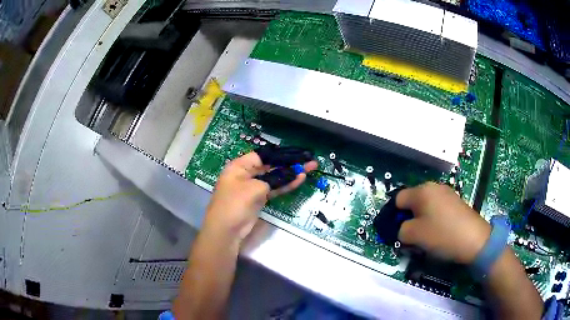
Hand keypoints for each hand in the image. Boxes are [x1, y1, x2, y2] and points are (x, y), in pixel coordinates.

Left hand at [202, 152, 317, 243]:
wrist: (226, 231)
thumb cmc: (235, 204)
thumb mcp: (254, 188)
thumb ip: (274, 179)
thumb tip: (291, 173)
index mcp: (239, 166)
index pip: (262, 155)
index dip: (280, 154)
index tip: (297, 153)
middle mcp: (245, 174)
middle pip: (270, 166)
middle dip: (289, 163)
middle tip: (309, 160)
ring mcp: (252, 187)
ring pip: (274, 178)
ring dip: (290, 174)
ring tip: (310, 167)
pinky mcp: (258, 199)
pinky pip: (274, 189)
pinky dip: (286, 185)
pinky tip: (299, 179)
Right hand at [396, 182, 490, 263]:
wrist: (474, 239)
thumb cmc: (442, 235)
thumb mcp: (414, 236)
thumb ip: (400, 230)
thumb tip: (401, 229)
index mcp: (422, 191)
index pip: (398, 199)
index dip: (394, 216)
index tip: (396, 232)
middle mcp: (434, 187)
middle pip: (412, 201)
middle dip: (408, 218)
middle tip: (410, 235)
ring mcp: (447, 193)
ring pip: (425, 205)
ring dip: (420, 219)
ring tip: (424, 236)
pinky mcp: (455, 201)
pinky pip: (437, 208)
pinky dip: (433, 218)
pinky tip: (438, 232)